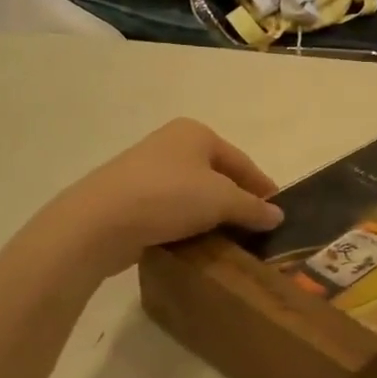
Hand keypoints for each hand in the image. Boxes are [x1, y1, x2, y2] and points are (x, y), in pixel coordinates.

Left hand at [49, 119, 282, 279]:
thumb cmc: (168, 197)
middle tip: (255, 230)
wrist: (98, 221)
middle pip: (217, 175)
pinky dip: (186, 224)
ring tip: (228, 241)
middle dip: (236, 202)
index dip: (262, 187)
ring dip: (211, 216)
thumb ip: (253, 207)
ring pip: (193, 194)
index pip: (242, 161)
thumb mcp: (221, 200)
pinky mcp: (130, 197)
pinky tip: (196, 244)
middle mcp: (172, 144)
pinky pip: (170, 209)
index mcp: (196, 133)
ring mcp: (147, 170)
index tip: (278, 212)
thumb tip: (277, 215)